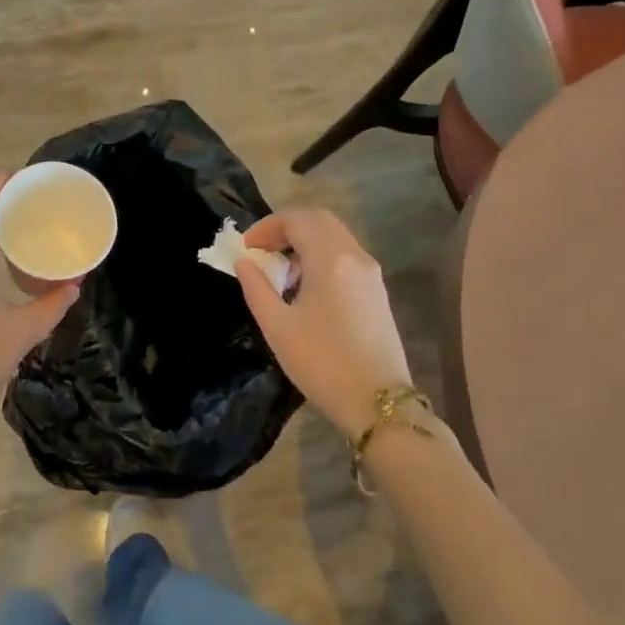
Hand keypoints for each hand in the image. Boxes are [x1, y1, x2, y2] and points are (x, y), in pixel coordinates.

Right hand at [235, 209, 412, 441]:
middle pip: (319, 220)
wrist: (379, 404)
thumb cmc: (322, 364)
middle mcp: (355, 257)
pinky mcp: (378, 291)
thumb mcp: (277, 327)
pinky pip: (346, 256)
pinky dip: (322, 257)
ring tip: (282, 272)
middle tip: (263, 250)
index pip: (296, 220)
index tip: (246, 248)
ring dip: (305, 242)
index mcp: (330, 260)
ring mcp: (371, 273)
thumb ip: (256, 287)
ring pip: (335, 237)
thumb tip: (245, 262)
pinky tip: (307, 288)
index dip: (266, 227)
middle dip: (287, 228)